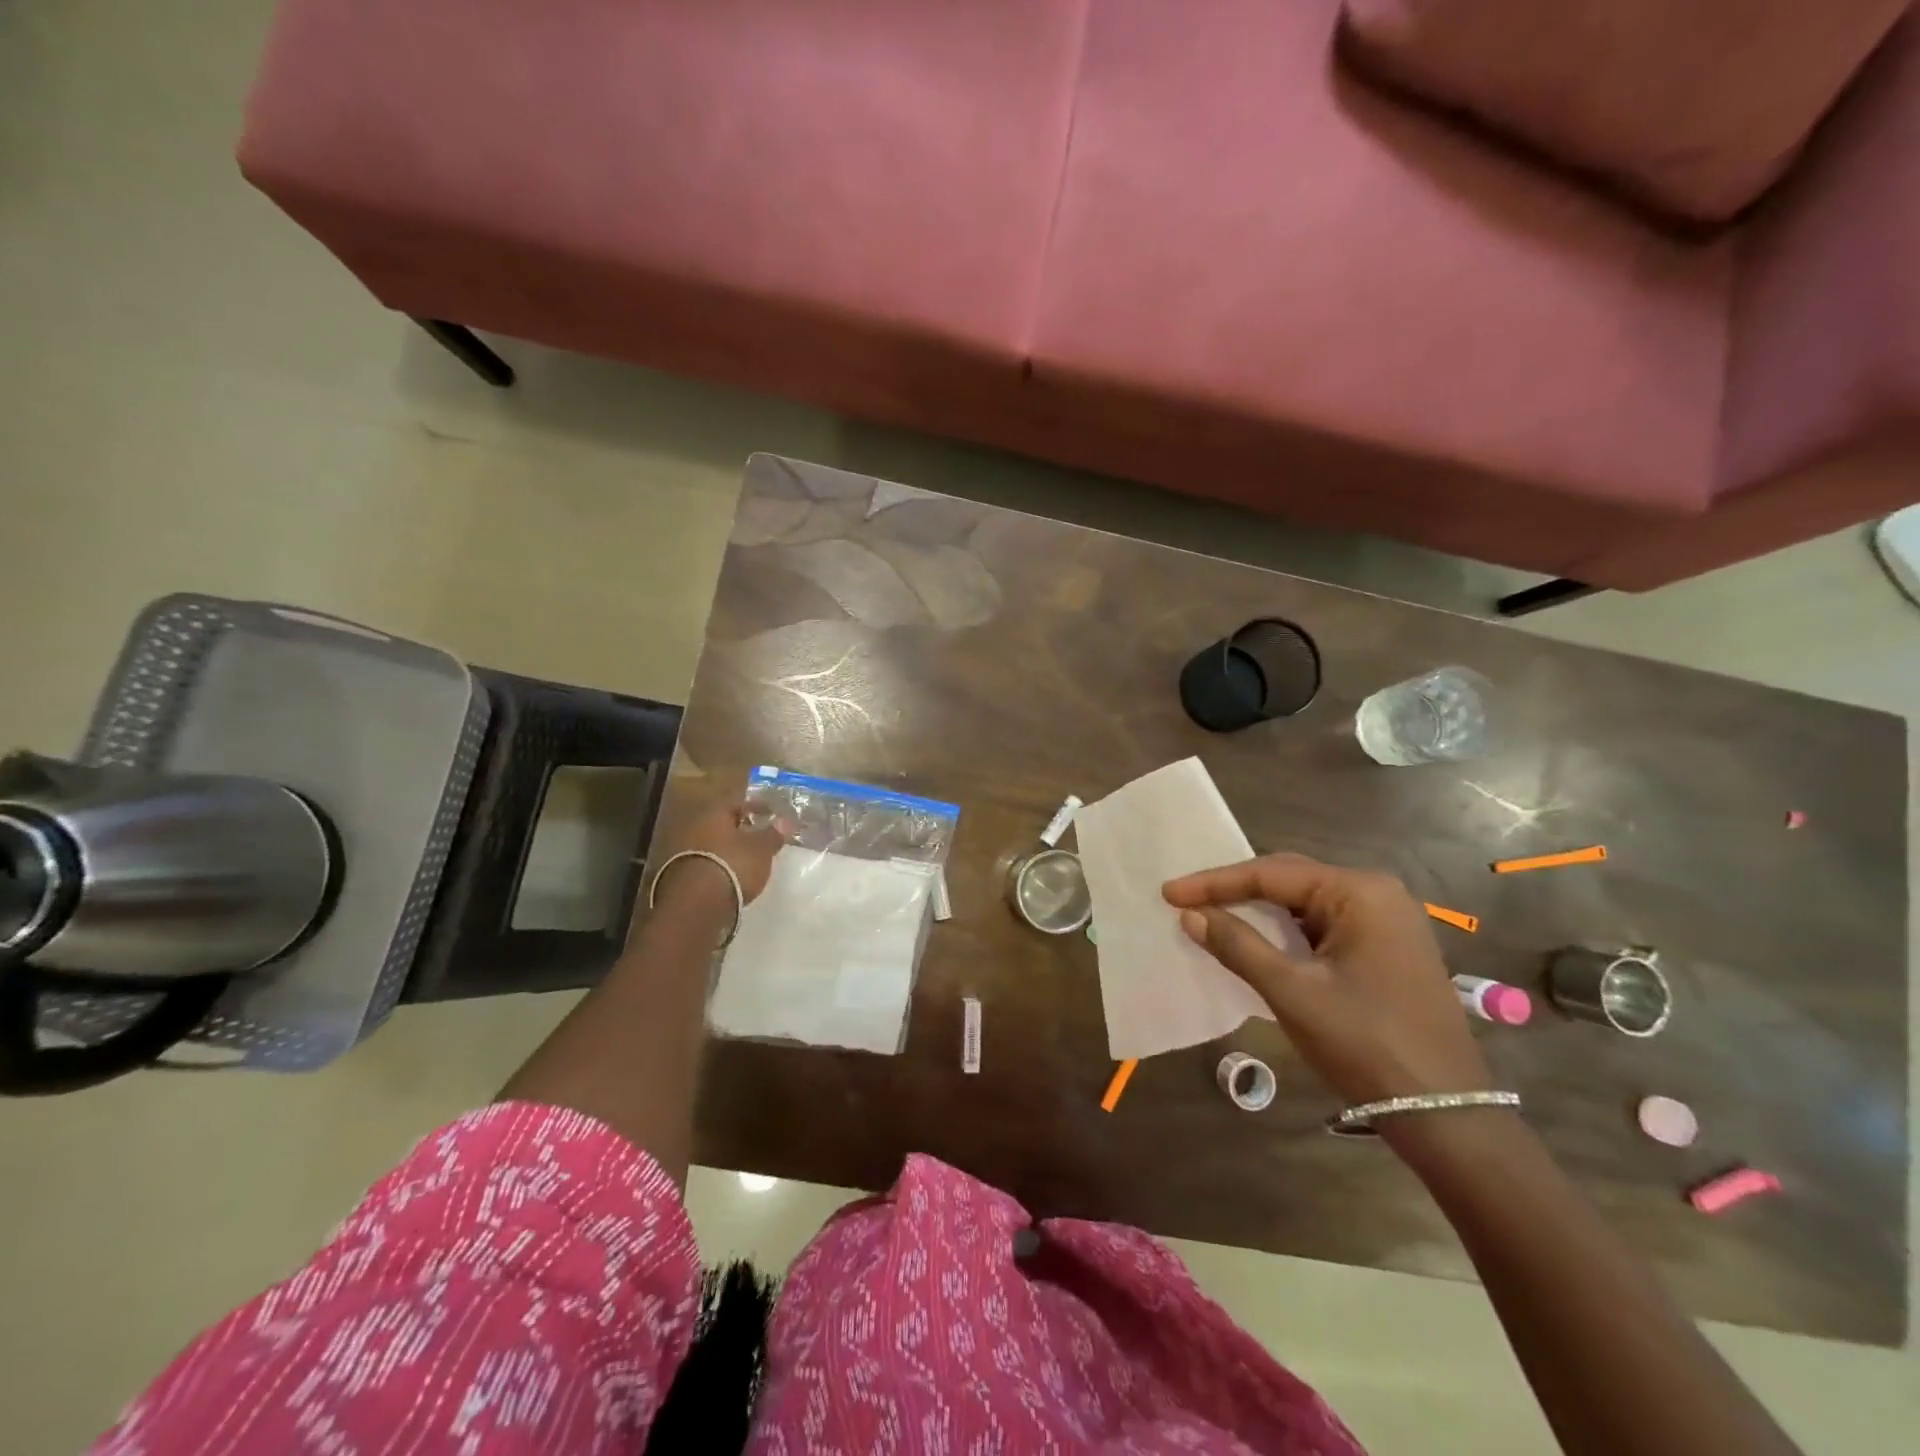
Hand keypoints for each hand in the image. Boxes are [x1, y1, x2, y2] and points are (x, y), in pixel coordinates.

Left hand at [660, 801, 791, 906]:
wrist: (696, 905)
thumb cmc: (733, 865)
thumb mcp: (762, 849)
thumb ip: (773, 834)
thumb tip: (784, 821)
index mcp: (714, 814)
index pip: (737, 804)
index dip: (757, 808)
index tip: (772, 815)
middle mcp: (694, 828)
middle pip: (721, 825)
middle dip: (740, 831)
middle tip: (760, 838)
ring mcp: (682, 853)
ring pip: (712, 846)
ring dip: (728, 851)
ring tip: (748, 861)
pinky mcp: (679, 877)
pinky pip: (706, 865)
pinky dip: (719, 868)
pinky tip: (732, 878)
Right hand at [1163, 854, 1491, 1105]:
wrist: (1444, 1114)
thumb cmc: (1365, 1044)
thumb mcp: (1292, 993)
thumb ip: (1238, 946)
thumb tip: (1190, 915)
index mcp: (1359, 892)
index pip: (1271, 873)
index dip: (1215, 882)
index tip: (1169, 892)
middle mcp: (1376, 893)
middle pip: (1289, 879)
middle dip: (1234, 890)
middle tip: (1184, 900)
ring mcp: (1386, 921)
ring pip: (1304, 903)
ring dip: (1258, 910)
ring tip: (1210, 914)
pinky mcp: (1385, 947)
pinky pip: (1321, 924)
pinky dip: (1284, 930)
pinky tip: (1254, 938)